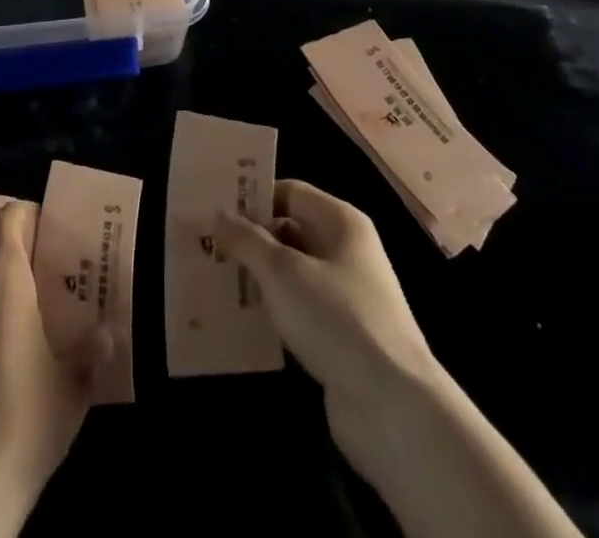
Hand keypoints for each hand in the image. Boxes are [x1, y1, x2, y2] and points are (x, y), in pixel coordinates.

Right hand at [213, 180, 435, 496]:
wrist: (392, 407)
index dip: (254, 197)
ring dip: (259, 276)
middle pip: (291, 231)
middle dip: (251, 238)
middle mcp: (347, 251)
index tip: (214, 207)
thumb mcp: (282, 271)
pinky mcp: (342, 337)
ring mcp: (347, 296)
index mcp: (341, 222)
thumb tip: (220, 214)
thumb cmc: (336, 318)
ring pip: (293, 273)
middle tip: (206, 243)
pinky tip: (241, 318)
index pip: (290, 192)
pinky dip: (274, 310)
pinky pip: (299, 309)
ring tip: (214, 277)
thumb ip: (247, 239)